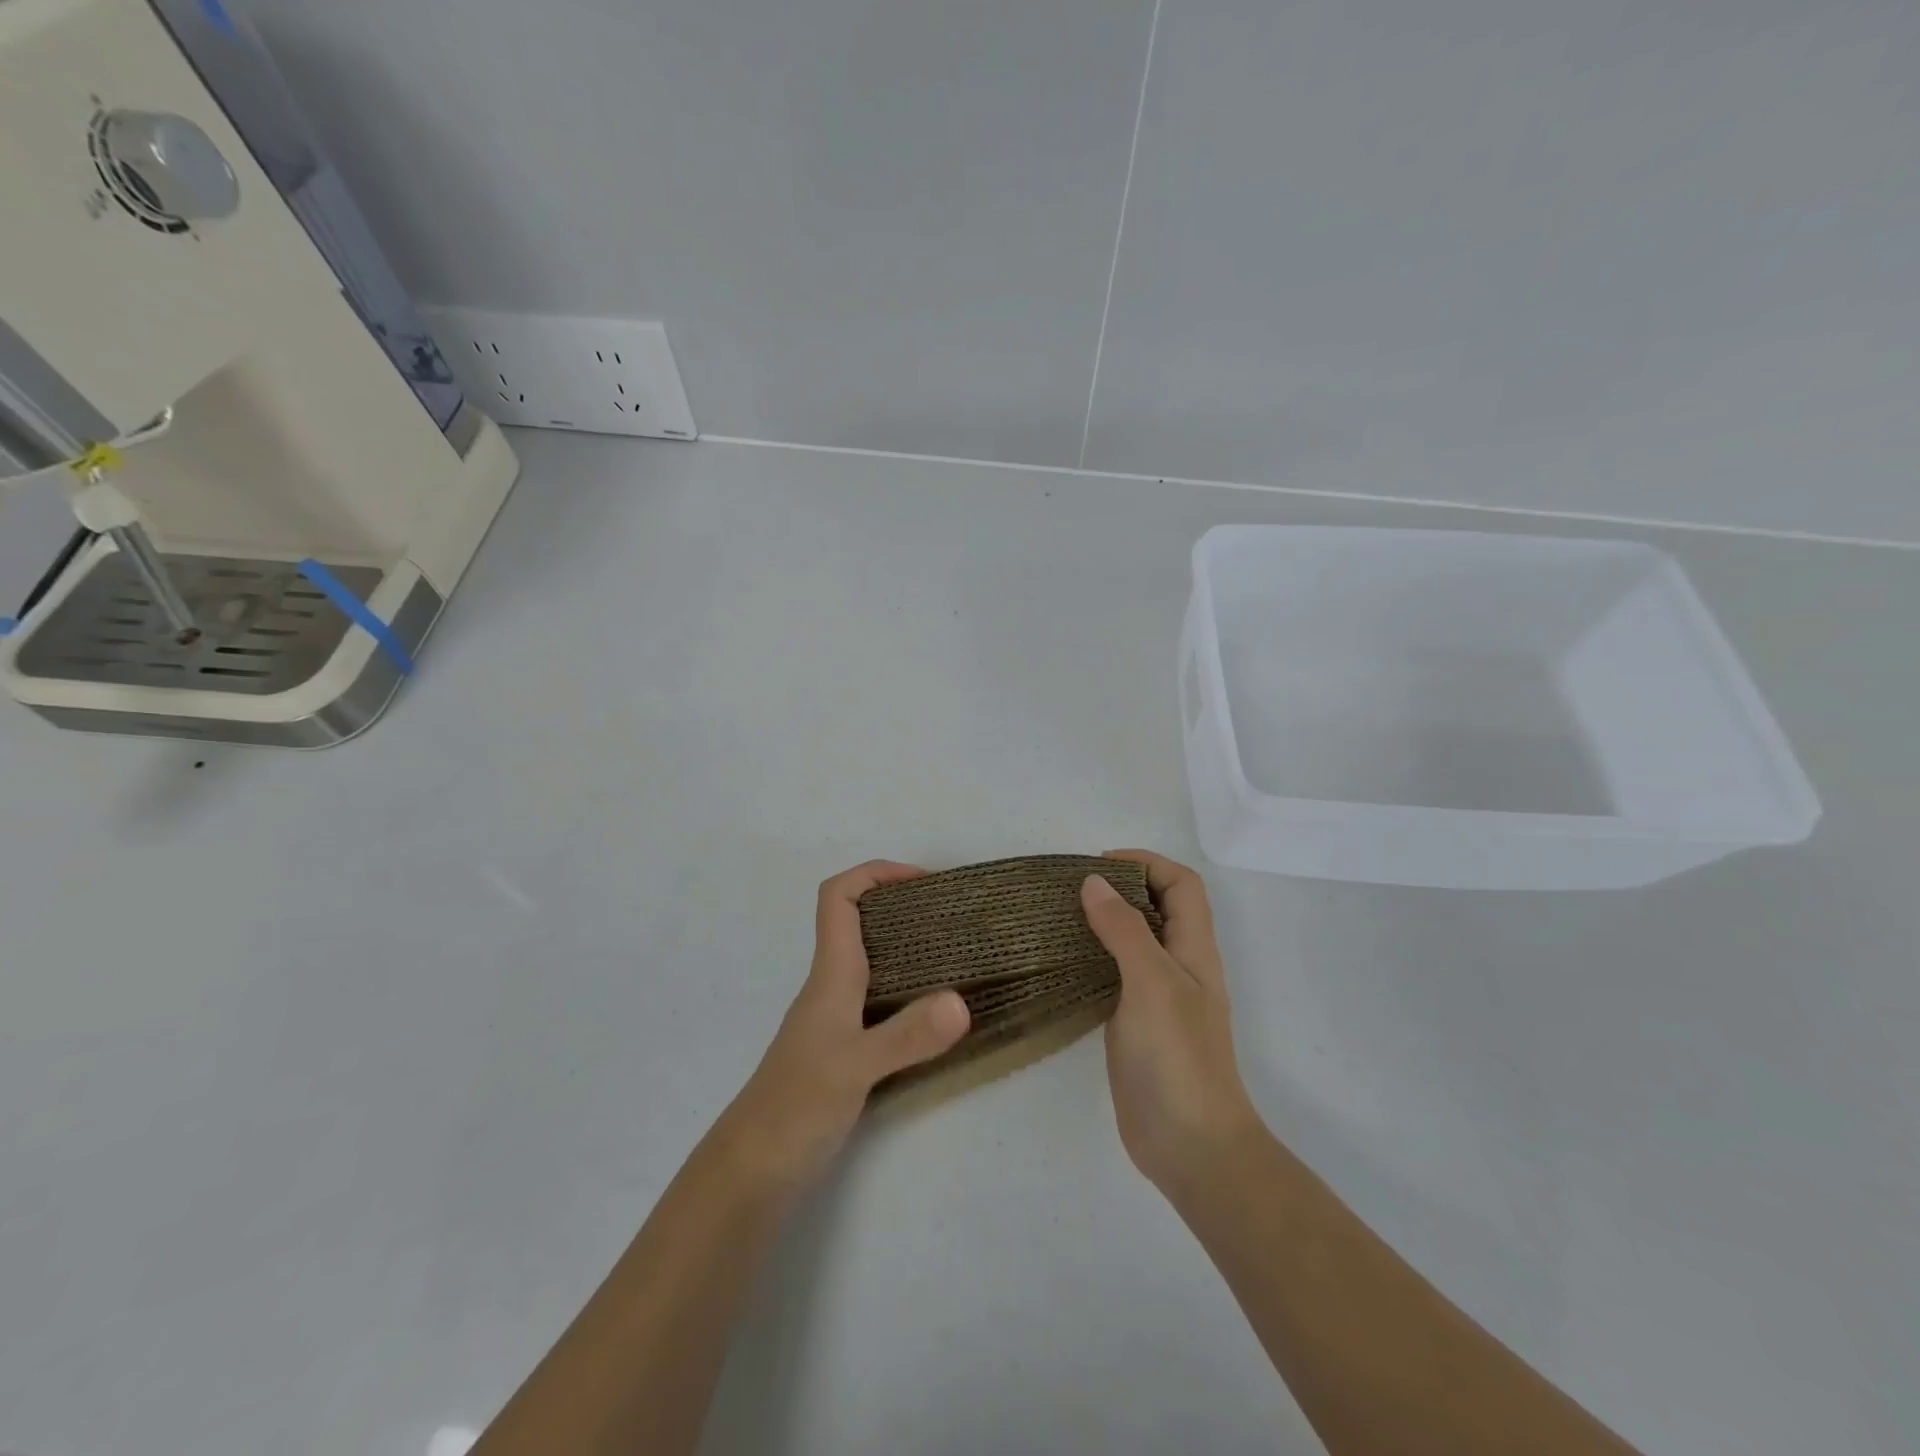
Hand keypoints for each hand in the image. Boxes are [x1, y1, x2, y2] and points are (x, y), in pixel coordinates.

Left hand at [717, 861, 970, 1194]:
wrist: (751, 1173)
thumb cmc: (794, 1108)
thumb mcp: (854, 1068)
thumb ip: (907, 1036)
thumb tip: (962, 1001)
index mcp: (831, 975)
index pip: (839, 898)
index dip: (875, 873)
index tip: (924, 880)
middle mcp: (832, 987)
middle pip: (859, 922)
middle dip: (903, 906)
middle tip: (955, 917)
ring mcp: (836, 1020)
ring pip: (871, 961)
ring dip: (910, 948)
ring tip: (958, 956)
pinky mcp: (844, 1050)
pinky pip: (881, 1000)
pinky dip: (910, 991)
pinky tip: (937, 1013)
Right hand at [1082, 850, 1259, 1194]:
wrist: (1190, 1146)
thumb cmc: (1178, 1057)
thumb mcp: (1153, 983)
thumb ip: (1125, 930)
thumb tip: (1093, 882)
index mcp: (1193, 950)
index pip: (1182, 885)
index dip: (1147, 864)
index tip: (1099, 864)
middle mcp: (1178, 966)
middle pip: (1157, 908)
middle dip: (1120, 887)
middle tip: (1070, 888)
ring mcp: (1156, 997)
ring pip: (1132, 941)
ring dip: (1103, 921)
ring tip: (1058, 917)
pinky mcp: (1133, 1023)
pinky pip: (1113, 975)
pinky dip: (1090, 958)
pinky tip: (1060, 962)